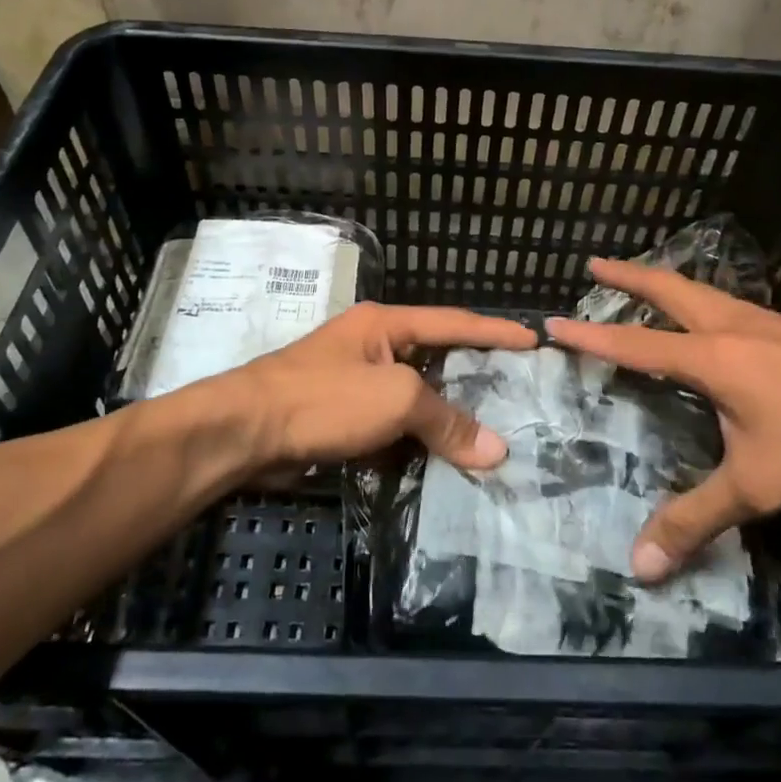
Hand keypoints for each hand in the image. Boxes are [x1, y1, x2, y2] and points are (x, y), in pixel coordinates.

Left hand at [223, 302, 537, 475]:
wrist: (245, 431)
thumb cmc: (324, 398)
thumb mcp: (394, 399)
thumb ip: (446, 420)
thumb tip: (496, 450)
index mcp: (386, 324)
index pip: (454, 322)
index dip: (496, 331)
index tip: (534, 339)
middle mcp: (373, 344)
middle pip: (435, 359)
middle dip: (473, 376)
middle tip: (518, 392)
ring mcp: (354, 379)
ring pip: (413, 396)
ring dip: (444, 416)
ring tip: (489, 432)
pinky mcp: (340, 415)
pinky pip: (390, 424)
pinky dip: (415, 440)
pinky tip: (440, 459)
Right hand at [547, 258, 780, 581]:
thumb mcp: (757, 486)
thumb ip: (696, 519)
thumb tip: (639, 566)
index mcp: (711, 357)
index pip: (636, 344)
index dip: (592, 336)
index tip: (554, 321)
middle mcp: (731, 325)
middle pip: (668, 288)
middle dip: (627, 274)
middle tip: (594, 262)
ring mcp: (766, 320)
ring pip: (702, 290)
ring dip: (666, 282)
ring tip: (648, 281)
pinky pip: (732, 303)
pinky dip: (703, 298)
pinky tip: (718, 317)